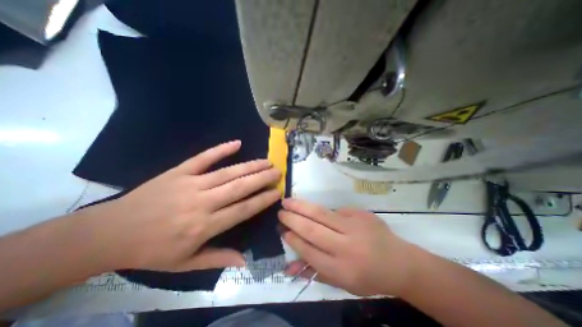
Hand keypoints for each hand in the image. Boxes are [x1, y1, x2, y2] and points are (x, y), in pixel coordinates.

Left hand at [81, 142, 280, 271]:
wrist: (110, 233)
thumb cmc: (151, 251)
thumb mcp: (185, 264)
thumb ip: (217, 259)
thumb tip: (244, 260)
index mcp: (204, 226)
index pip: (242, 210)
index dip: (262, 200)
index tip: (277, 192)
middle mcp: (202, 203)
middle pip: (239, 187)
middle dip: (262, 179)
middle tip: (277, 172)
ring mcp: (190, 184)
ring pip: (227, 172)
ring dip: (250, 166)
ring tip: (266, 161)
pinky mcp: (179, 171)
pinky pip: (203, 158)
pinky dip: (221, 149)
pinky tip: (237, 143)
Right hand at [279, 200, 420, 296]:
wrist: (400, 263)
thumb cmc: (368, 277)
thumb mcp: (342, 283)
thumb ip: (315, 273)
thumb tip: (290, 266)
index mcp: (341, 269)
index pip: (309, 251)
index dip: (293, 239)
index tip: (282, 230)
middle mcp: (346, 246)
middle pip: (312, 229)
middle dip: (292, 219)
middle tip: (280, 212)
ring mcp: (354, 226)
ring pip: (320, 213)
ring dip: (301, 206)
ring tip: (287, 201)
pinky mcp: (360, 214)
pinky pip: (335, 210)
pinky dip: (322, 211)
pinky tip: (314, 209)